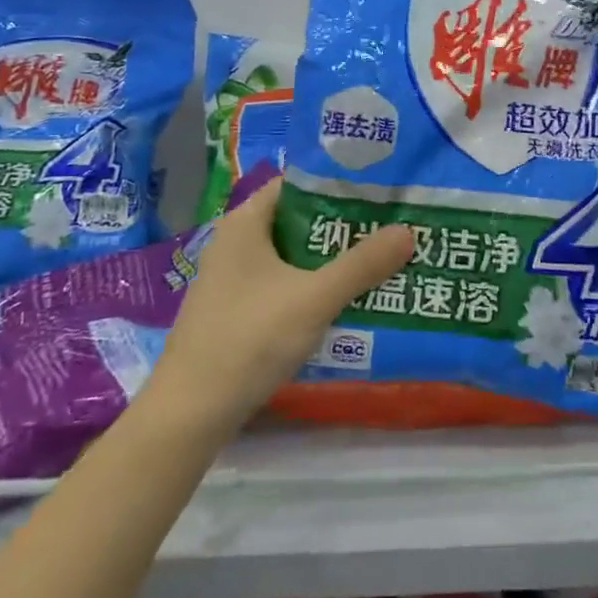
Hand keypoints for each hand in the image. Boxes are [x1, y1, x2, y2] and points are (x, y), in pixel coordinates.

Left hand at [144, 178, 412, 430]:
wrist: (189, 414)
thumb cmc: (249, 339)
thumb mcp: (314, 298)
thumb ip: (362, 264)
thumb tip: (408, 230)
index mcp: (246, 222)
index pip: (297, 183)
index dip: (338, 183)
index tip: (380, 189)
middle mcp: (236, 242)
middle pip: (298, 220)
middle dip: (342, 225)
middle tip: (390, 226)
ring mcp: (233, 279)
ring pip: (292, 256)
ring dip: (330, 259)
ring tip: (379, 260)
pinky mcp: (236, 311)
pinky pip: (283, 284)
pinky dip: (312, 286)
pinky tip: (344, 301)